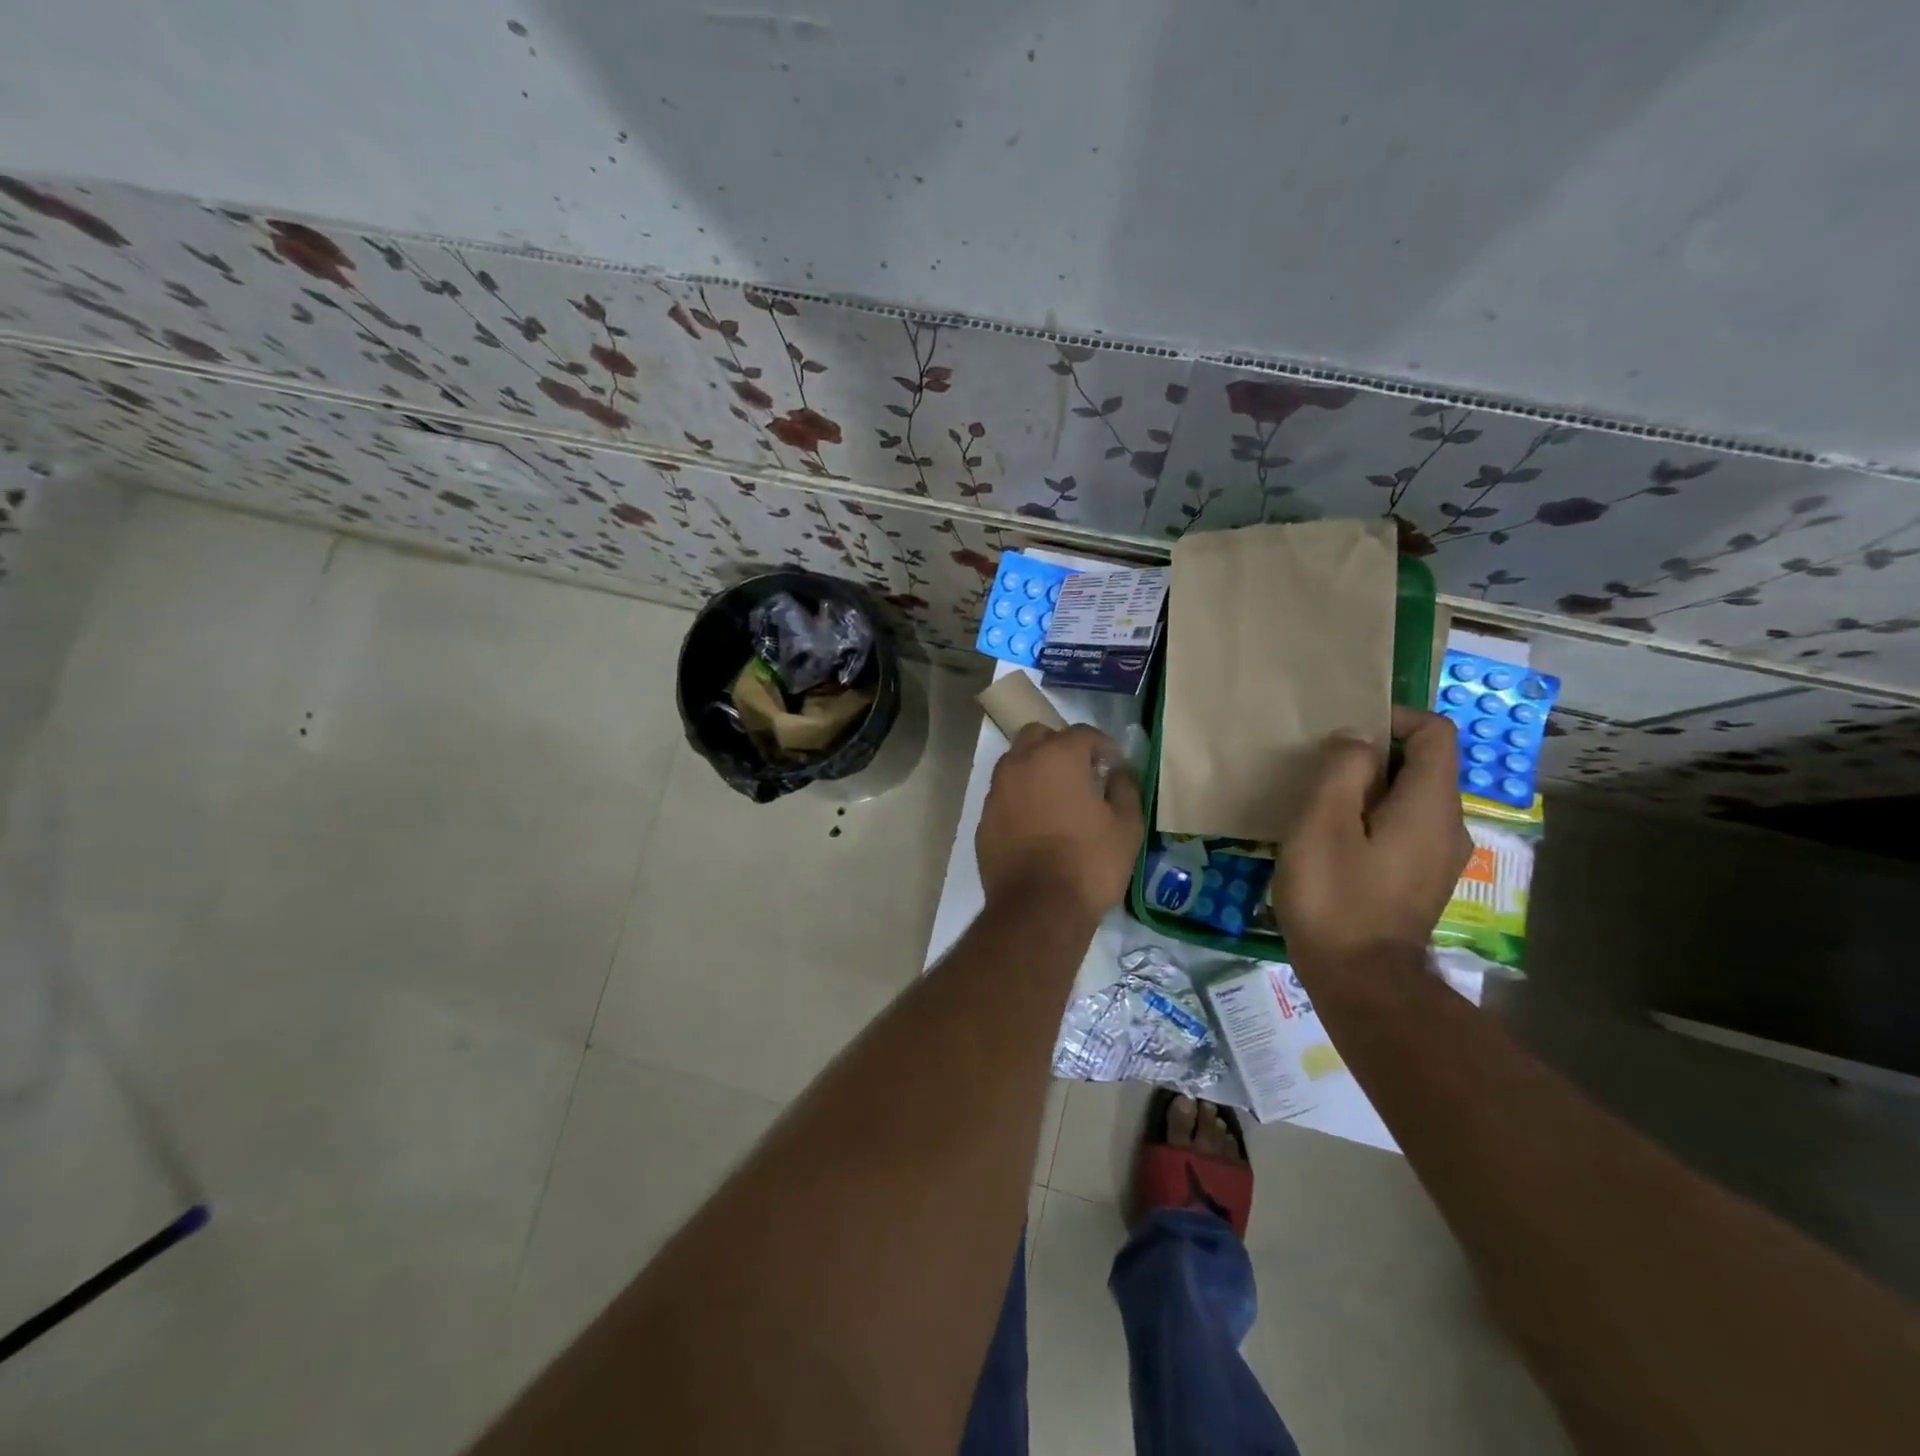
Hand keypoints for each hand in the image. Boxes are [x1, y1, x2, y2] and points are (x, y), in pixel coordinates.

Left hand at [976, 723, 1143, 919]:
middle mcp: (1020, 764)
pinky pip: (1004, 796)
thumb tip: (1118, 771)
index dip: (1103, 745)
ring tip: (1057, 799)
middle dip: (1060, 746)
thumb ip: (1125, 787)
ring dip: (1036, 770)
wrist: (1038, 909)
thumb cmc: (1089, 863)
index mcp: (1057, 757)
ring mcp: (997, 792)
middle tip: (1081, 773)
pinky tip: (1036, 825)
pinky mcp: (984, 820)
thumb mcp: (1127, 826)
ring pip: (1015, 763)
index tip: (1114, 765)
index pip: (1083, 732)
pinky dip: (1020, 800)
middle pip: (1038, 736)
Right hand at [1275, 706, 1471, 966]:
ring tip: (1322, 807)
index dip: (1394, 718)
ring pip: (1412, 799)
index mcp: (1430, 805)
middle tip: (1321, 772)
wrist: (1360, 982)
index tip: (1345, 734)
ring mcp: (1441, 858)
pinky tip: (1336, 843)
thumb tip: (1357, 739)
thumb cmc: (1335, 897)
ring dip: (1370, 790)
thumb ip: (1343, 770)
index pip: (1436, 732)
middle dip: (1375, 756)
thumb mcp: (1322, 823)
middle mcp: (1450, 826)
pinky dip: (1375, 819)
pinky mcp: (1424, 881)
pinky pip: (1406, 829)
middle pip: (1424, 765)